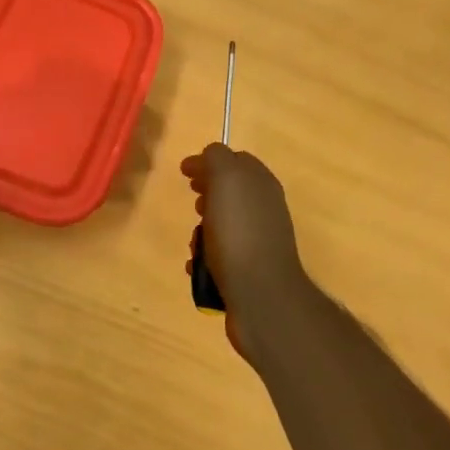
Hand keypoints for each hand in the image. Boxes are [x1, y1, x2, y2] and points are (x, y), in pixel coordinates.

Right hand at [180, 144, 306, 310]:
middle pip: (230, 193)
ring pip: (223, 224)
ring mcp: (259, 240)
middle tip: (194, 204)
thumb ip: (217, 158)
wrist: (261, 294)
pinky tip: (197, 266)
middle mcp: (265, 209)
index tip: (185, 173)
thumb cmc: (239, 232)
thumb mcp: (226, 179)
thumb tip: (208, 155)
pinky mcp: (249, 269)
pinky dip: (206, 257)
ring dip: (203, 230)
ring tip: (194, 242)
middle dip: (207, 195)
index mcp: (262, 184)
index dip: (209, 162)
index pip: (236, 160)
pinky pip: (221, 255)